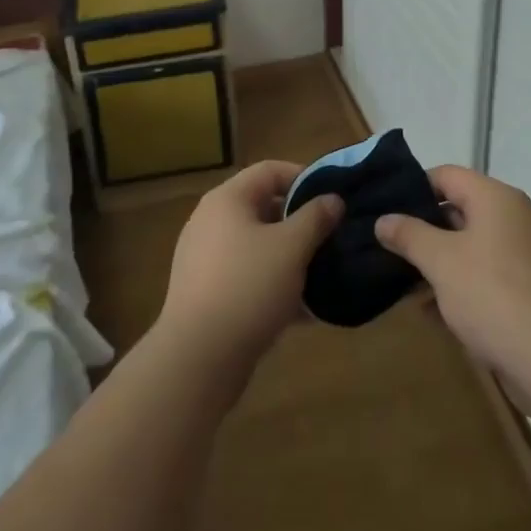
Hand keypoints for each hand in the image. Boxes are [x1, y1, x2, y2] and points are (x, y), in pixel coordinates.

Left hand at [156, 161, 343, 373]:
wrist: (197, 359)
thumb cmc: (248, 287)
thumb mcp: (292, 247)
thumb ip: (316, 218)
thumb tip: (333, 200)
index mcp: (227, 200)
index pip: (270, 171)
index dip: (304, 177)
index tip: (333, 197)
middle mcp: (211, 222)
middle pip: (264, 208)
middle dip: (301, 222)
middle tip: (332, 237)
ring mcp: (206, 260)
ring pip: (258, 247)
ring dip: (291, 257)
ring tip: (323, 274)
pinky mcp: (207, 295)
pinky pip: (248, 278)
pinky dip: (274, 286)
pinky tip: (303, 311)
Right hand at [374, 166, 530, 381]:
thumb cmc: (492, 295)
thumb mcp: (440, 262)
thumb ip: (409, 235)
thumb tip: (383, 220)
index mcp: (496, 198)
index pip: (447, 175)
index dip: (414, 188)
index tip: (387, 212)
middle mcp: (516, 216)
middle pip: (460, 209)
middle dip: (425, 229)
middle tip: (391, 247)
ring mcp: (527, 253)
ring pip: (473, 245)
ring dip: (441, 260)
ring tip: (405, 281)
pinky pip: (488, 272)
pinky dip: (462, 282)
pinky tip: (434, 310)